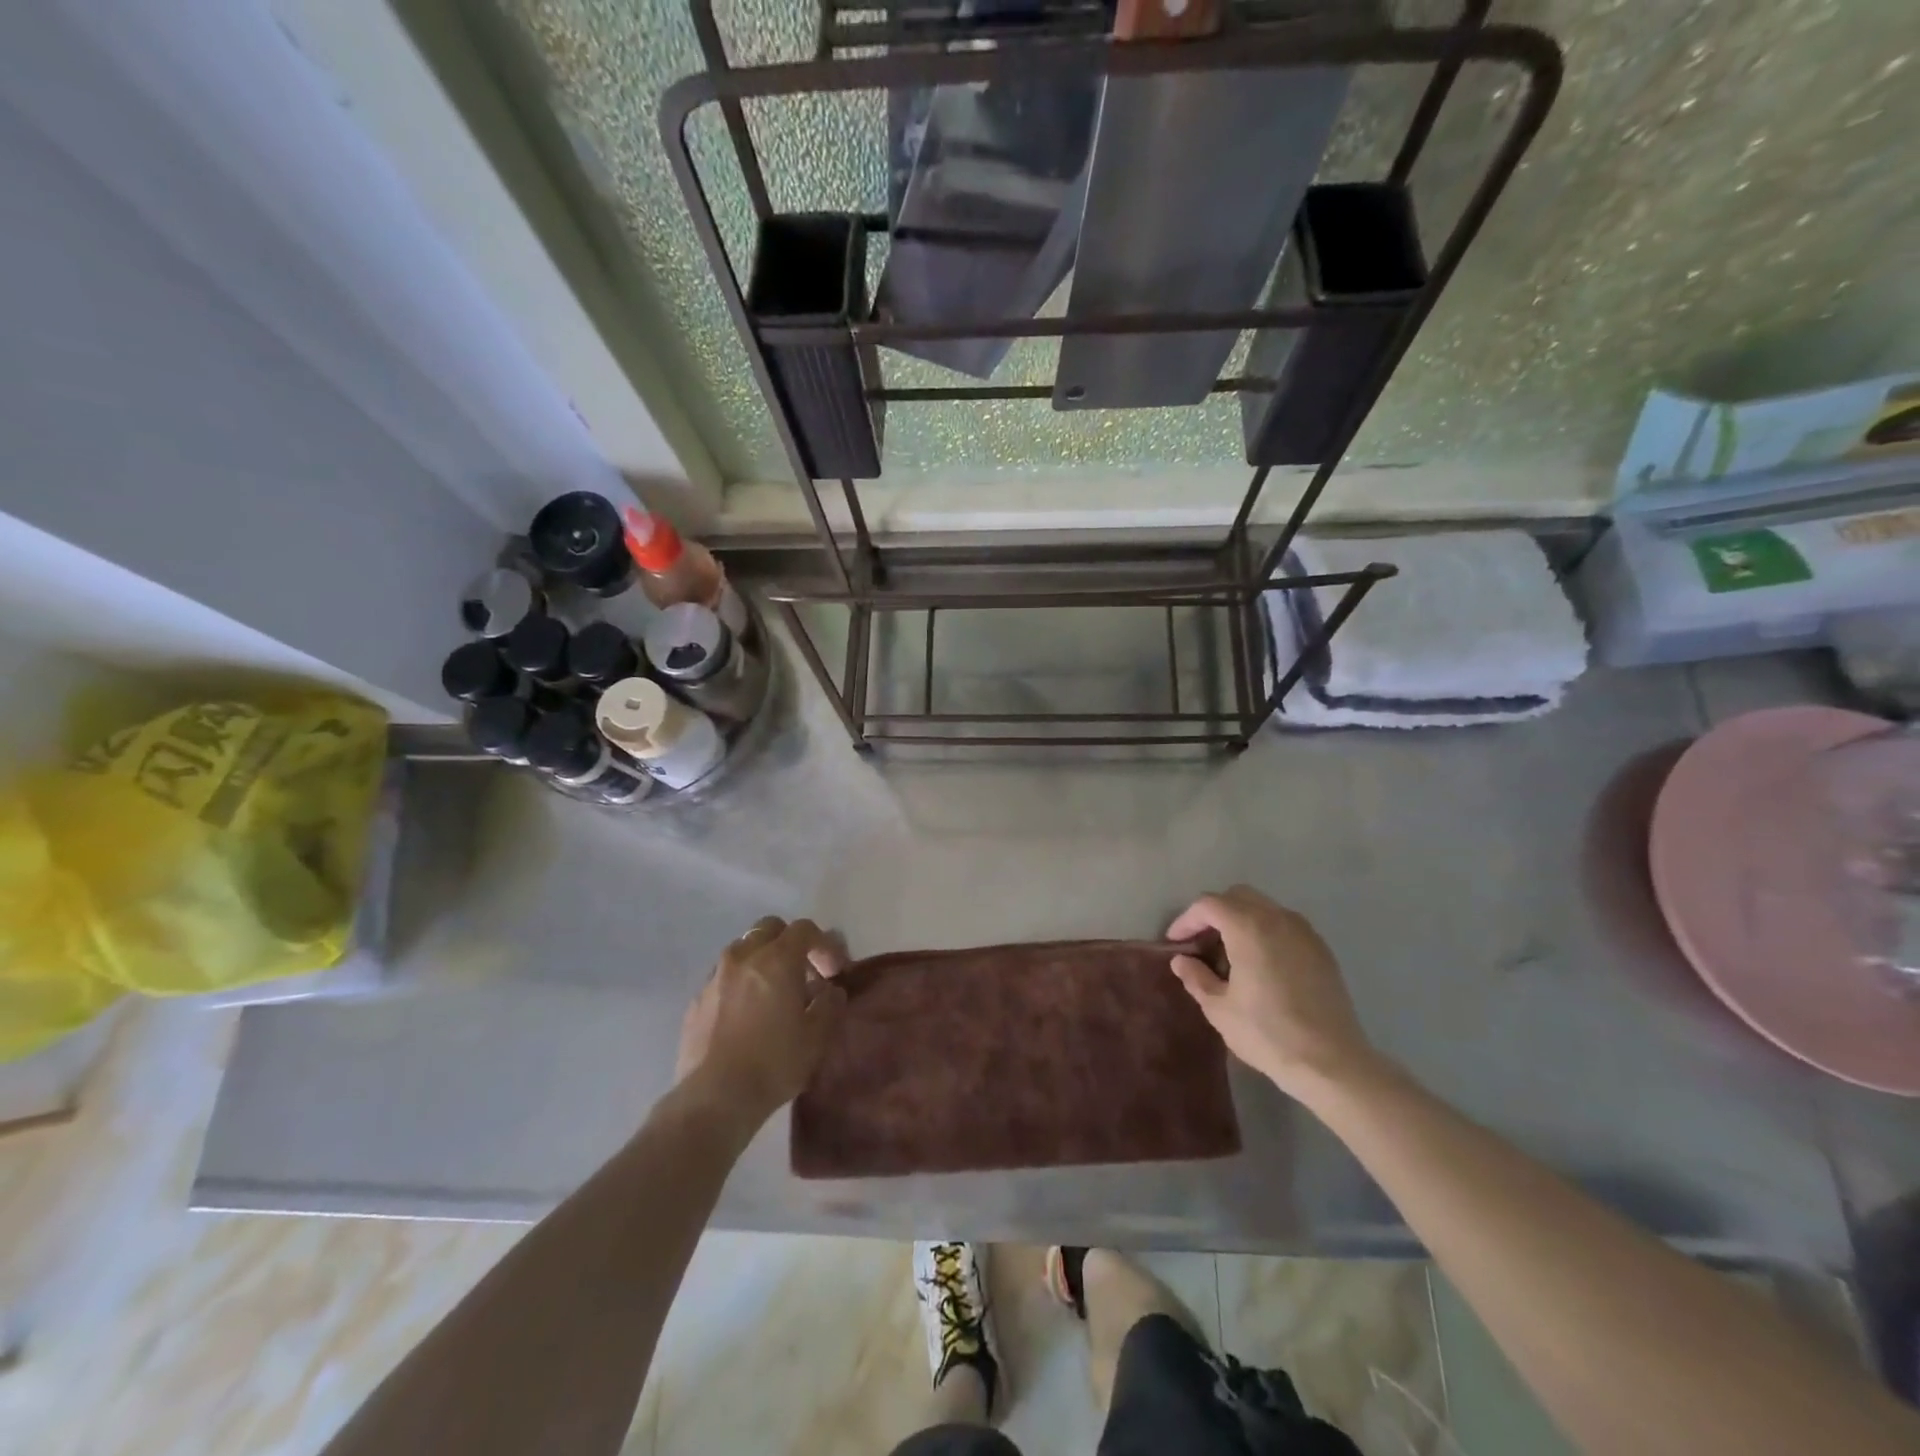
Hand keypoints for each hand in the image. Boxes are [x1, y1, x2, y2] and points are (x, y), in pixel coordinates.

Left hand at [675, 917, 848, 1130]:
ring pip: (743, 950)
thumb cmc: (773, 1063)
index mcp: (776, 959)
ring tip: (772, 993)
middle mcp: (743, 957)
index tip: (833, 973)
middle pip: (769, 928)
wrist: (714, 1098)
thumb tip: (831, 991)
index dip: (824, 945)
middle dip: (789, 943)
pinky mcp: (696, 999)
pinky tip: (746, 1015)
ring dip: (762, 961)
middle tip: (802, 973)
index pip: (805, 929)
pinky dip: (740, 983)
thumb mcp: (817, 1037)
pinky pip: (723, 977)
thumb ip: (829, 1005)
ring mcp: (714, 976)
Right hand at [1167, 886, 1378, 1100]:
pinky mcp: (1321, 949)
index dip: (1186, 920)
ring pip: (1263, 907)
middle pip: (1237, 896)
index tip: (1175, 942)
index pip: (1208, 905)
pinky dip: (1265, 932)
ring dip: (1241, 920)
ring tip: (1230, 954)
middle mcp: (1277, 918)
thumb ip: (1196, 977)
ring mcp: (1304, 931)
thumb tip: (1182, 961)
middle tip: (1201, 943)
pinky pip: (1285, 925)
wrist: (1332, 1062)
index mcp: (1248, 927)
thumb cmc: (1267, 1033)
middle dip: (1214, 914)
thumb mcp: (1219, 1009)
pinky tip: (1261, 964)